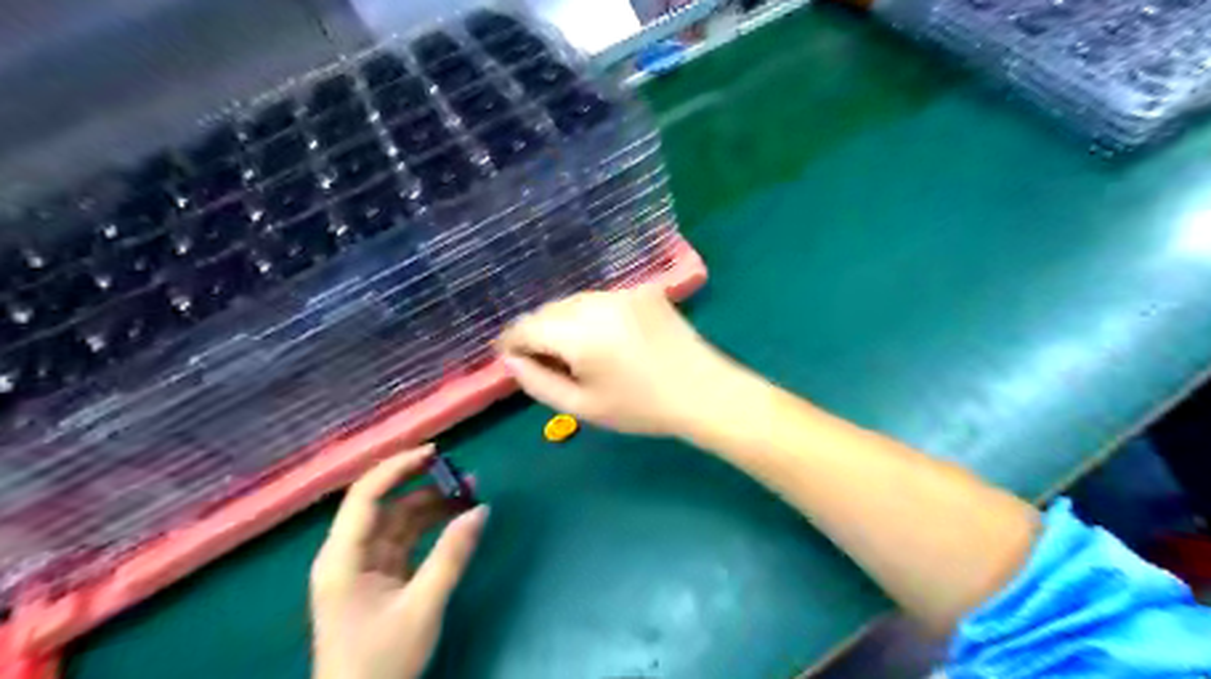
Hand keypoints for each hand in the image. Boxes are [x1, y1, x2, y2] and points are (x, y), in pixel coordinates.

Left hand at [307, 445, 489, 678]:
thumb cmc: (381, 662)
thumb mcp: (423, 607)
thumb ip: (452, 556)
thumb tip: (481, 510)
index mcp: (342, 557)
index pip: (366, 495)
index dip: (398, 467)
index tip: (435, 453)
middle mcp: (348, 554)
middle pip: (384, 504)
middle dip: (423, 485)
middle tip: (463, 475)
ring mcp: (363, 566)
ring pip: (398, 521)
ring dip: (431, 506)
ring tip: (469, 494)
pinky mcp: (378, 578)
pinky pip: (405, 540)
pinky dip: (430, 528)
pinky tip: (455, 521)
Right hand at [497, 285, 731, 435]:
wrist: (702, 391)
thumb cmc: (641, 408)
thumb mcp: (583, 406)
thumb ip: (537, 382)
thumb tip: (511, 360)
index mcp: (579, 334)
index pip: (526, 327)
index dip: (510, 341)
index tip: (507, 357)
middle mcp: (596, 303)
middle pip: (548, 310)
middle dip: (536, 332)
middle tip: (542, 361)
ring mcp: (622, 292)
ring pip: (573, 301)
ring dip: (562, 321)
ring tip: (574, 351)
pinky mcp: (641, 290)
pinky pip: (600, 299)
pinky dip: (590, 315)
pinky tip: (605, 338)